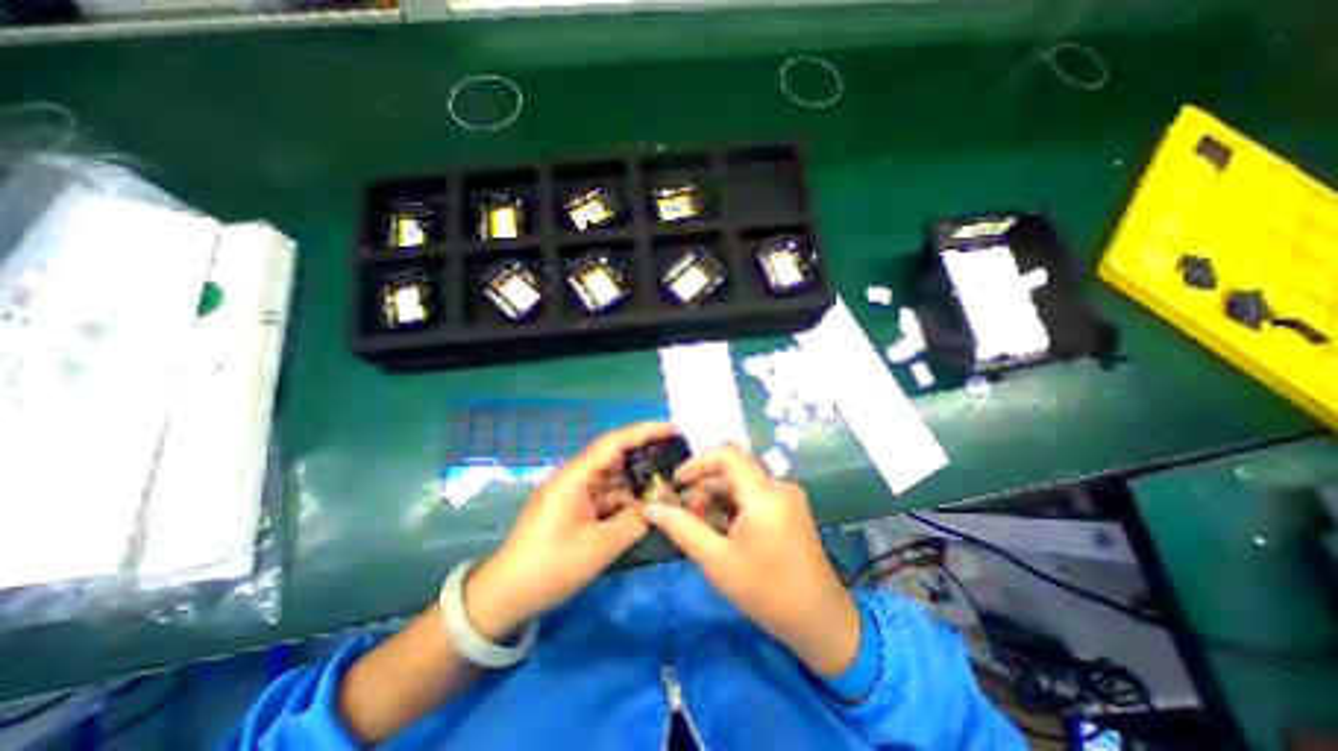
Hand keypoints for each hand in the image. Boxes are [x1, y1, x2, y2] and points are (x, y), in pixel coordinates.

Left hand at [466, 418, 680, 642]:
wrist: (506, 595)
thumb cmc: (549, 567)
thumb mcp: (598, 547)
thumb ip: (635, 521)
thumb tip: (663, 504)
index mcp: (576, 476)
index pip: (614, 442)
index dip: (645, 432)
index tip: (673, 429)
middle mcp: (576, 477)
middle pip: (616, 456)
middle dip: (647, 456)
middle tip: (678, 457)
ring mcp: (576, 492)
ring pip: (615, 478)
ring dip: (639, 482)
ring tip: (669, 484)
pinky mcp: (577, 507)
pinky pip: (608, 496)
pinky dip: (627, 500)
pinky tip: (647, 507)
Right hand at [646, 444, 855, 678]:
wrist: (820, 621)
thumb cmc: (766, 592)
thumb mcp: (716, 560)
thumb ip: (681, 527)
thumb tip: (650, 507)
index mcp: (764, 494)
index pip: (727, 453)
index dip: (697, 461)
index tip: (677, 483)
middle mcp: (779, 486)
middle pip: (733, 469)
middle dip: (705, 487)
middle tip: (689, 518)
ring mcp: (788, 496)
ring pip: (742, 482)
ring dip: (718, 499)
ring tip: (706, 531)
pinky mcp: (790, 507)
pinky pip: (754, 494)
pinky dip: (734, 506)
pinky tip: (726, 533)